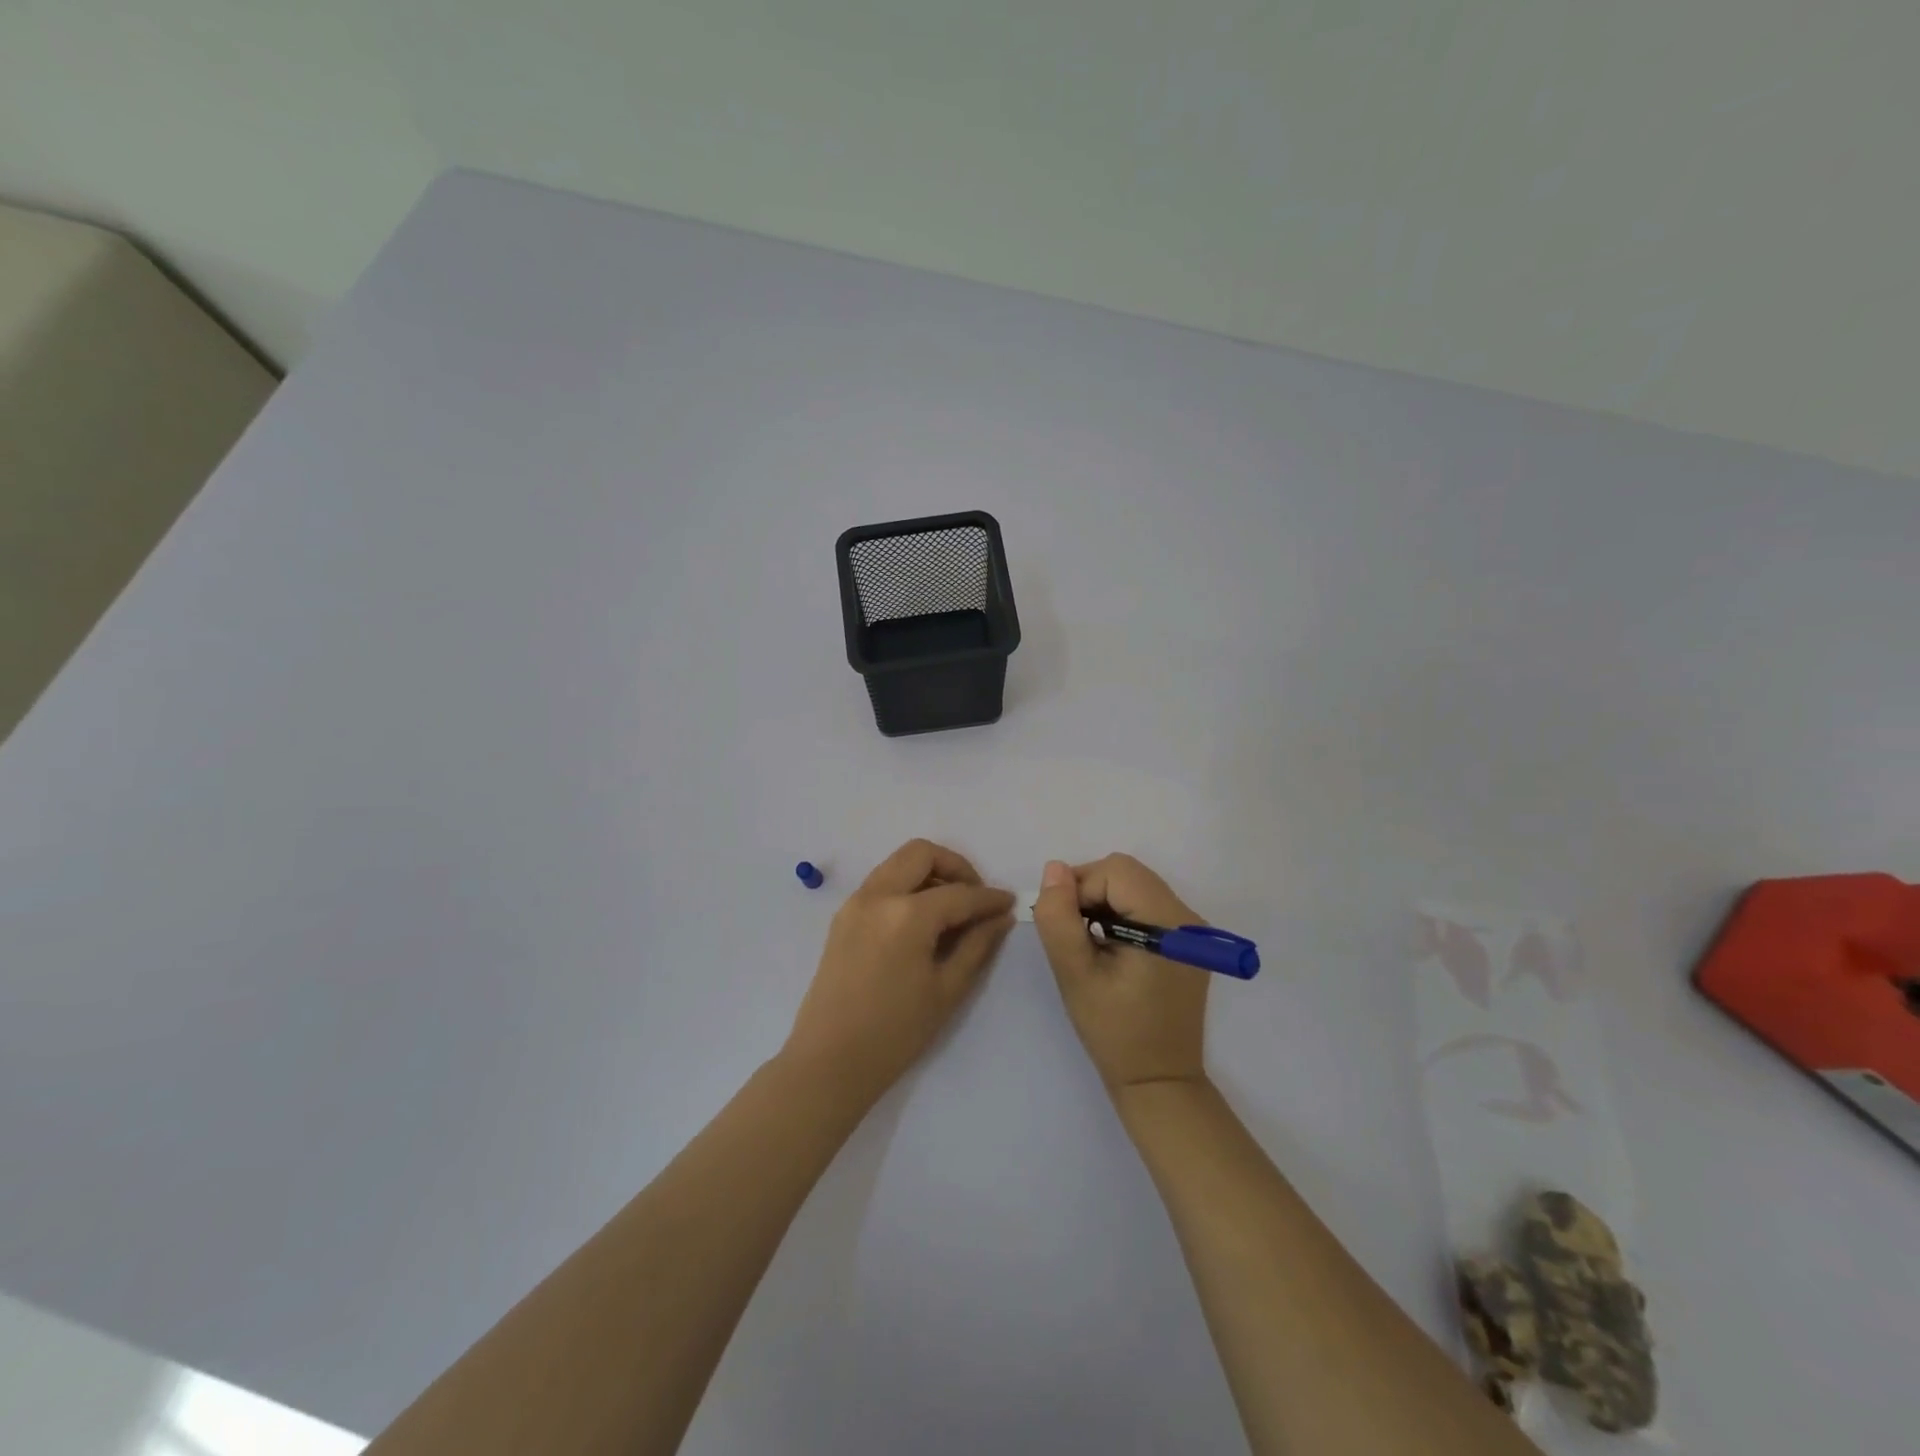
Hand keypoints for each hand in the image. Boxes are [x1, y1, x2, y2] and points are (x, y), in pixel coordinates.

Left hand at [782, 839, 1015, 1109]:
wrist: (829, 1061)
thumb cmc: (895, 1034)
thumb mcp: (947, 990)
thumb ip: (977, 945)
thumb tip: (1000, 916)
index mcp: (906, 915)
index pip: (959, 893)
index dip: (989, 898)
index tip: (1009, 903)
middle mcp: (877, 895)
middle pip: (922, 853)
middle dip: (956, 867)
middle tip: (976, 896)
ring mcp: (855, 902)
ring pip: (898, 863)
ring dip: (929, 873)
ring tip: (952, 908)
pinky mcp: (843, 916)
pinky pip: (881, 882)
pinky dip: (906, 886)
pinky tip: (922, 920)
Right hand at [1032, 855, 1210, 1095]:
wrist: (1159, 1082)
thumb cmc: (1114, 1032)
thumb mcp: (1075, 975)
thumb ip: (1059, 918)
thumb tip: (1054, 869)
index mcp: (1167, 923)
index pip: (1115, 871)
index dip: (1080, 889)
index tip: (1063, 927)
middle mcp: (1187, 917)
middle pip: (1127, 874)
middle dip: (1090, 892)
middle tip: (1072, 934)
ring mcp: (1192, 930)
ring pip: (1135, 886)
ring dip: (1103, 902)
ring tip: (1089, 943)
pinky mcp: (1188, 942)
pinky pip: (1147, 905)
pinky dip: (1120, 914)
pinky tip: (1110, 949)